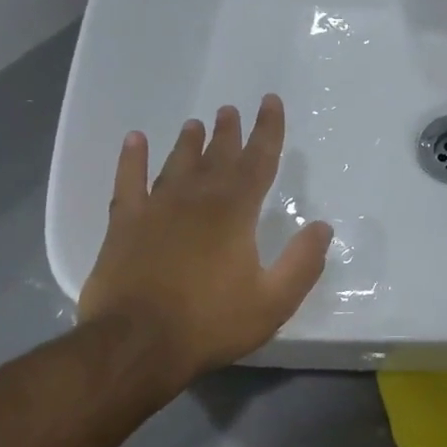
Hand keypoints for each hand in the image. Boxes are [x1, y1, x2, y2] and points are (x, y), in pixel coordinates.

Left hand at [78, 95, 333, 389]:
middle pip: (217, 157)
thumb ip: (302, 262)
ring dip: (189, 143)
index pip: (258, 161)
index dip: (268, 131)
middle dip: (229, 133)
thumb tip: (322, 227)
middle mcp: (196, 199)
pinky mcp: (124, 225)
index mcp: (235, 213)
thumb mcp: (273, 301)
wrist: (136, 344)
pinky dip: (131, 159)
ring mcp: (156, 209)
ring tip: (196, 123)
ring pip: (176, 164)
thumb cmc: (211, 322)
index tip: (270, 102)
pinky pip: (128, 181)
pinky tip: (134, 139)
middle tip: (231, 110)